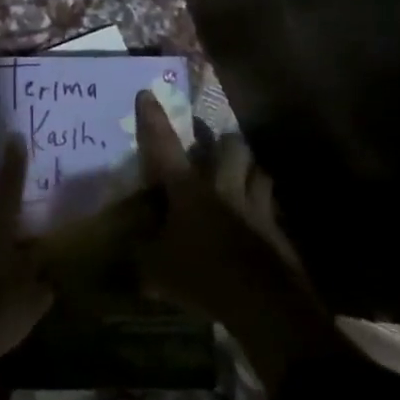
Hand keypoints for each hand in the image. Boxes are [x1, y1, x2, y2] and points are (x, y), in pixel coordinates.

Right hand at [132, 90, 354, 393]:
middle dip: (222, 141)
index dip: (153, 119)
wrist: (265, 305)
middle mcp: (223, 187)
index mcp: (188, 189)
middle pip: (230, 146)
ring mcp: (257, 207)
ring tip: (242, 177)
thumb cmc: (203, 277)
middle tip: (214, 147)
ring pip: (258, 171)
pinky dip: (265, 209)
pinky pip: (272, 209)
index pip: (164, 145)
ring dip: (249, 170)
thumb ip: (138, 256)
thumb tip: (120, 253)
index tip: (147, 94)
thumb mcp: (156, 272)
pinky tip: (259, 220)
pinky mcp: (279, 232)